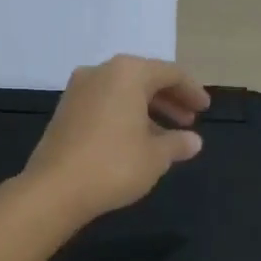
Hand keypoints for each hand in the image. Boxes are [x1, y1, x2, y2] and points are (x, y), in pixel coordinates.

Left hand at [23, 56, 209, 223]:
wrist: (54, 189)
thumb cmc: (114, 165)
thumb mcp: (155, 157)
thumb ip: (178, 143)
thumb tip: (193, 141)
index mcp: (128, 73)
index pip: (169, 73)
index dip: (191, 90)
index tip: (205, 108)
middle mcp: (101, 72)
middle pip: (145, 78)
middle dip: (170, 99)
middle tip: (189, 121)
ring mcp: (78, 90)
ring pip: (123, 92)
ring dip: (148, 109)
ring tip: (167, 136)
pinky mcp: (65, 110)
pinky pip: (105, 104)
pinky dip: (126, 115)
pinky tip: (136, 140)